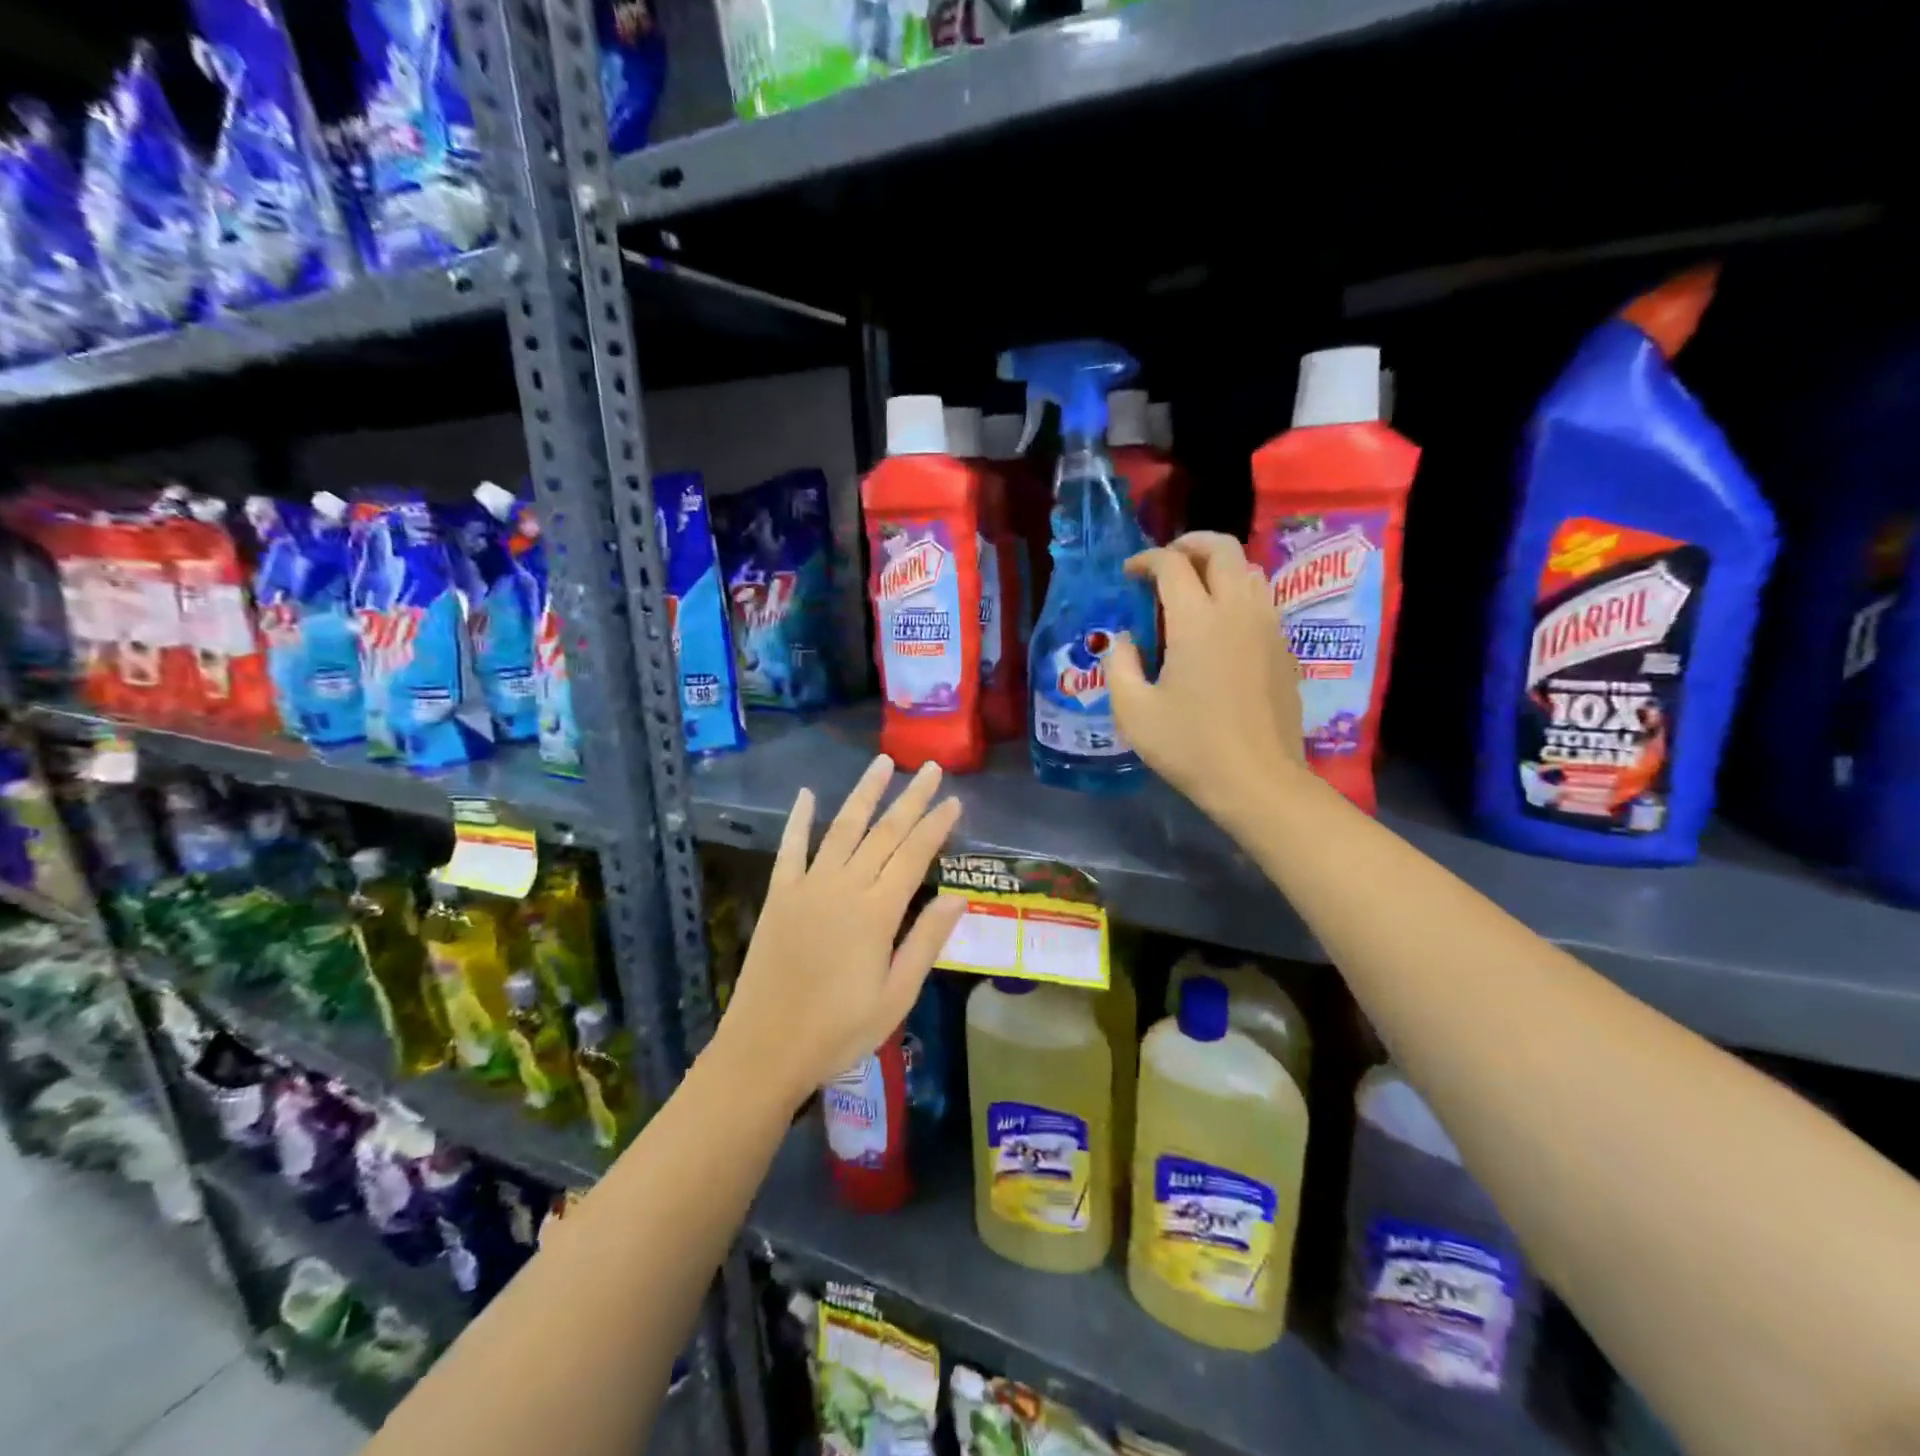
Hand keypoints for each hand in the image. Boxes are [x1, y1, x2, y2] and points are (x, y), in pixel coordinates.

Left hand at [714, 755, 964, 1106]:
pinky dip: (798, 819)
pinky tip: (806, 794)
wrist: (765, 1048)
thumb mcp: (896, 996)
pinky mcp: (779, 895)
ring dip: (864, 794)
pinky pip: (791, 848)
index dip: (936, 825)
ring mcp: (808, 887)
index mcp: (877, 912)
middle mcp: (844, 887)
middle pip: (884, 833)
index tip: (954, 799)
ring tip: (882, 763)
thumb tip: (959, 896)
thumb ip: (926, 941)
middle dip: (910, 798)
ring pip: (842, 828)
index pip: (914, 855)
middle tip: (930, 768)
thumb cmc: (839, 1030)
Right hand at [1107, 532, 1305, 826]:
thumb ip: (1120, 664)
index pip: (1172, 564)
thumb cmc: (1189, 747)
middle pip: (1222, 548)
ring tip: (1192, 589)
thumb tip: (1125, 638)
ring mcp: (1268, 626)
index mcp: (1197, 620)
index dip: (1146, 560)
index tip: (1129, 575)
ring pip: (1248, 570)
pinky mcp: (1284, 648)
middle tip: (1164, 564)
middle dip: (1189, 544)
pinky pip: (1261, 600)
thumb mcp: (1133, 710)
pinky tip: (1219, 625)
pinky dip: (1236, 594)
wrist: (1257, 781)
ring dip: (1217, 568)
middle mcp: (1238, 610)